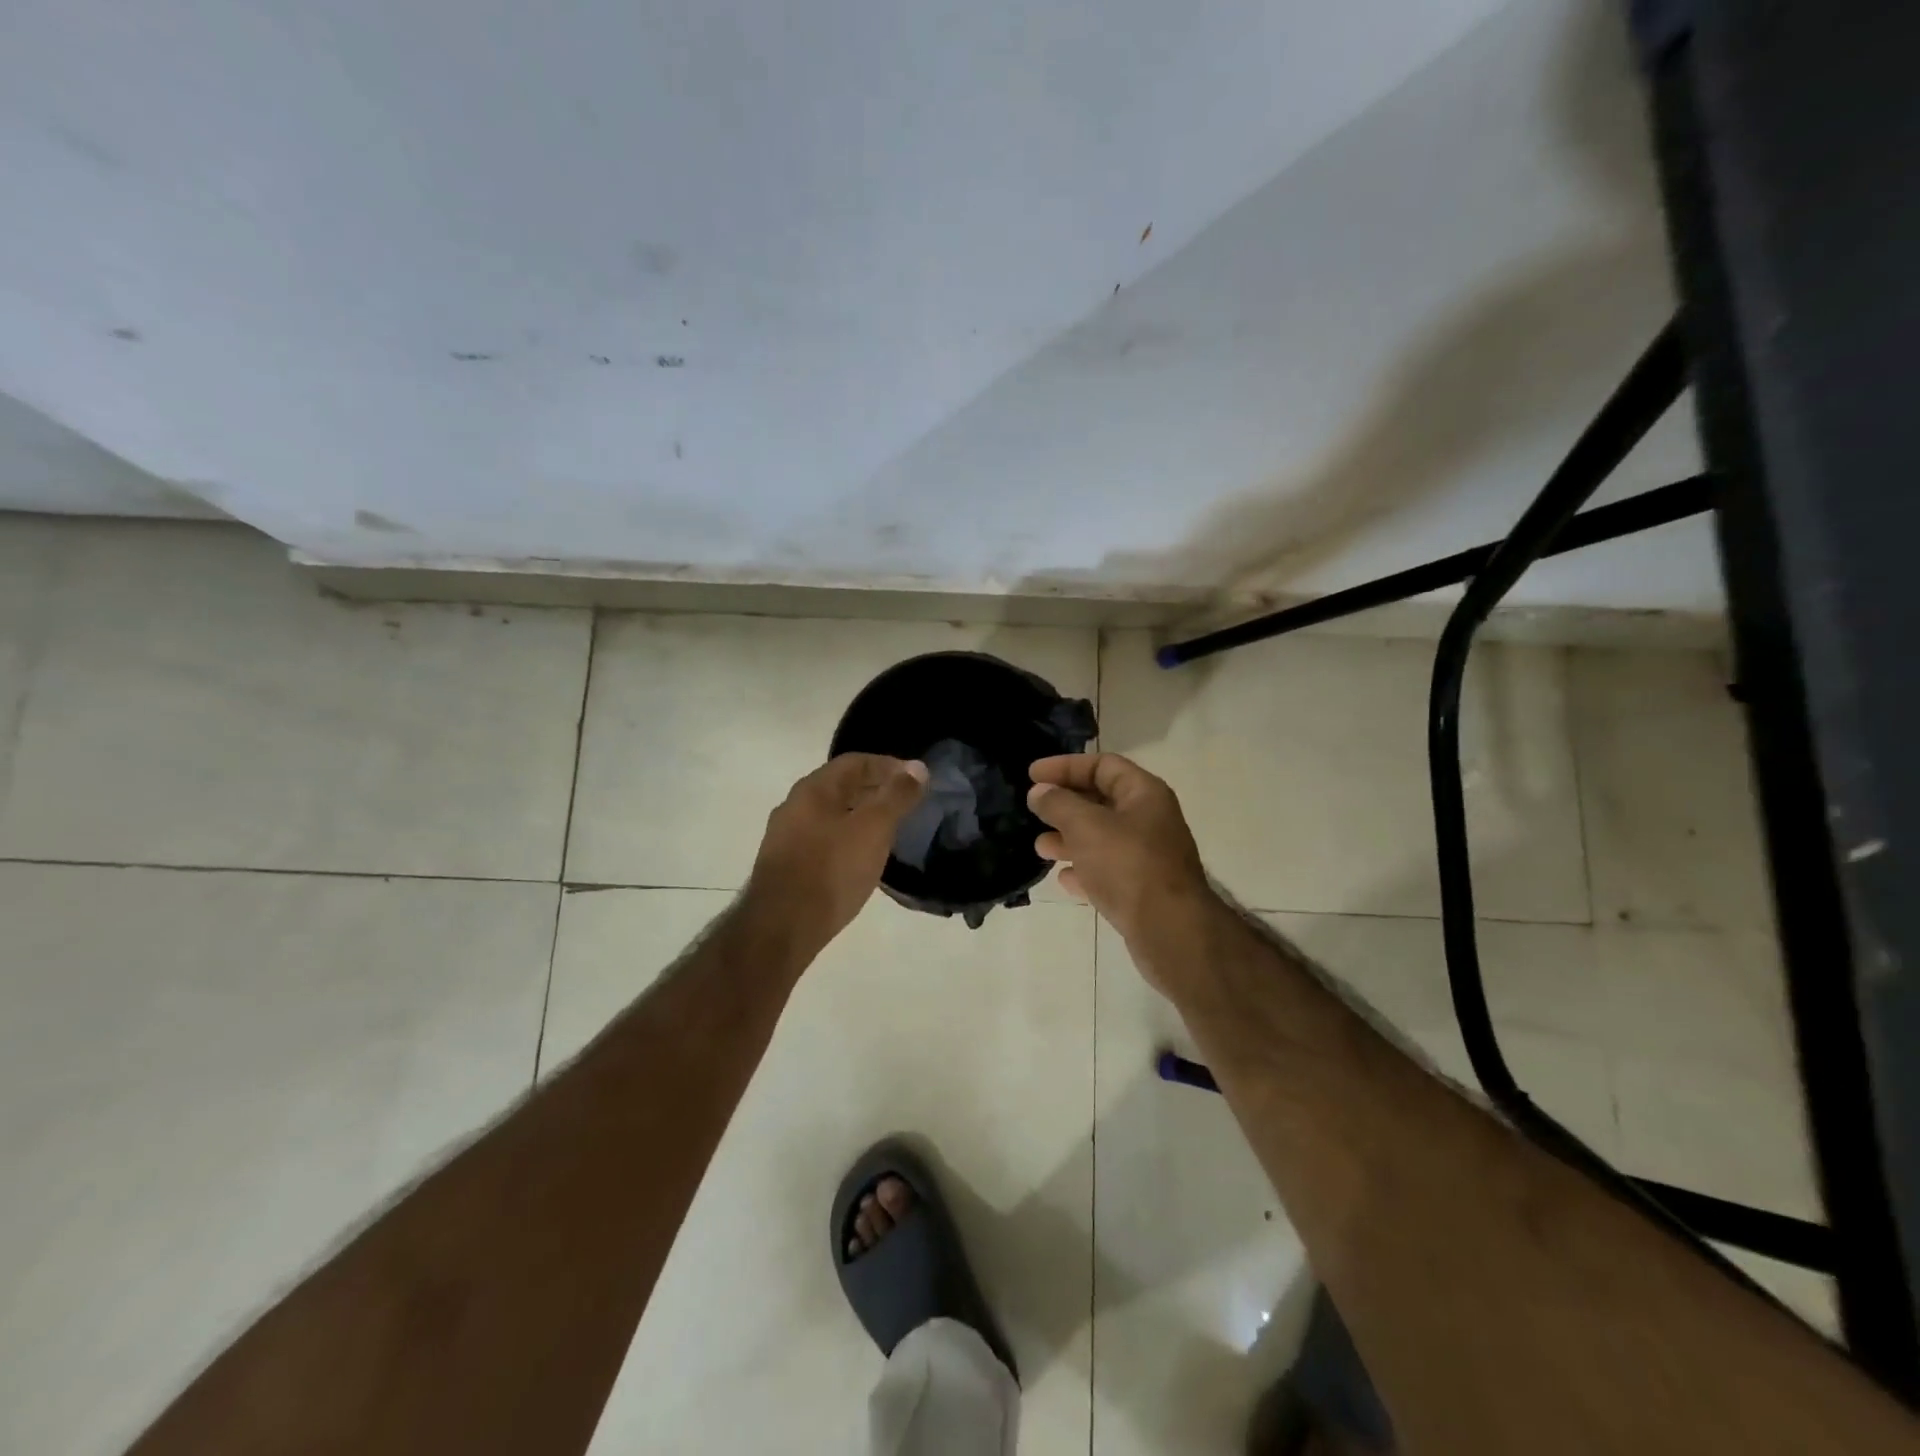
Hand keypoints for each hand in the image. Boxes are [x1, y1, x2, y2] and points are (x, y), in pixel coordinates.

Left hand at [745, 753, 927, 953]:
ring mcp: (786, 838)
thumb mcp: (873, 828)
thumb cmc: (832, 870)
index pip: (855, 761)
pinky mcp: (786, 866)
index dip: (888, 765)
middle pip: (841, 787)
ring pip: (831, 815)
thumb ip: (896, 796)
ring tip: (890, 831)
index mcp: (813, 789)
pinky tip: (862, 858)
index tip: (916, 779)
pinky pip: (823, 841)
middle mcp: (794, 806)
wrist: (782, 927)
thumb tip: (917, 767)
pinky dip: (847, 840)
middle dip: (875, 790)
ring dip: (861, 816)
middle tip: (906, 803)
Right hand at [1028, 753, 1212, 951]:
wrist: (1170, 930)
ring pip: (1101, 838)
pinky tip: (1064, 879)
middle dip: (1065, 805)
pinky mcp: (1142, 889)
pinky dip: (1084, 870)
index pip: (1102, 765)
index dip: (1065, 766)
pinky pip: (1107, 870)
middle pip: (1101, 801)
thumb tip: (1039, 792)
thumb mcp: (1086, 826)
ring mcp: (1147, 856)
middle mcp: (1149, 820)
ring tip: (1041, 848)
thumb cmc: (1128, 865)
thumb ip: (1059, 804)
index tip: (1032, 776)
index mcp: (1144, 794)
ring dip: (1069, 839)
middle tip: (1033, 811)